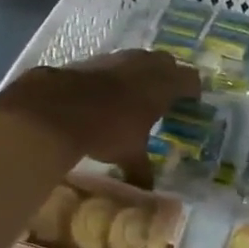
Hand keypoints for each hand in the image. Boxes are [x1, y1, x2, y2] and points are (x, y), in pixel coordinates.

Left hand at [0, 50, 197, 183]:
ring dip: (142, 72)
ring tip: (136, 94)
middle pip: (167, 62)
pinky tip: (106, 93)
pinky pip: (114, 63)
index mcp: (163, 85)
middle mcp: (145, 65)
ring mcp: (118, 58)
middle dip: (170, 76)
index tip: (192, 102)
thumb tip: (147, 190)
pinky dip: (116, 75)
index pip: (190, 79)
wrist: (56, 108)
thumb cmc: (106, 130)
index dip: (193, 90)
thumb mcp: (128, 155)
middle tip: (166, 96)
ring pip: (139, 59)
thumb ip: (142, 169)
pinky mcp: (93, 59)